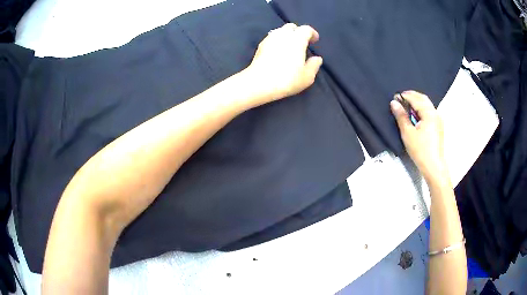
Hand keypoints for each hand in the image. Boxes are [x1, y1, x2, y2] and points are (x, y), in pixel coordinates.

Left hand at [243, 23, 322, 104]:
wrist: (259, 83)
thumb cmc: (287, 79)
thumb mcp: (307, 76)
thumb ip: (314, 65)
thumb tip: (317, 58)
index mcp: (297, 39)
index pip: (306, 29)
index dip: (312, 33)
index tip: (314, 40)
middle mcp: (283, 35)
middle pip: (291, 26)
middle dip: (298, 32)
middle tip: (302, 43)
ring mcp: (269, 39)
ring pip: (280, 31)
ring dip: (287, 36)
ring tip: (290, 47)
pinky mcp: (260, 46)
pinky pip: (271, 38)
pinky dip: (277, 41)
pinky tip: (278, 52)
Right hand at [390, 91, 448, 183]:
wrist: (434, 166)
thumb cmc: (420, 150)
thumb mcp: (408, 133)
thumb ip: (401, 116)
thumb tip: (394, 103)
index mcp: (429, 113)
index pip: (415, 99)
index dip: (405, 96)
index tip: (395, 96)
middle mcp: (435, 113)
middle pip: (423, 99)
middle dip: (412, 96)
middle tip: (400, 98)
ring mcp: (438, 119)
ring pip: (427, 104)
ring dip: (417, 102)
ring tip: (406, 106)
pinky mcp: (438, 126)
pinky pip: (429, 111)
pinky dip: (421, 108)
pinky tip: (416, 115)